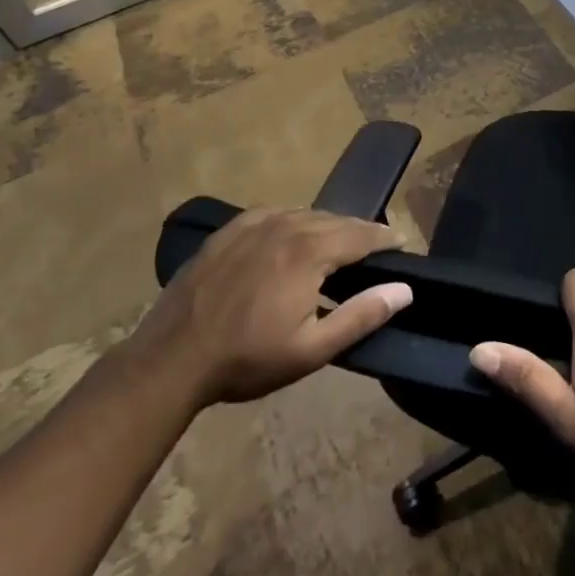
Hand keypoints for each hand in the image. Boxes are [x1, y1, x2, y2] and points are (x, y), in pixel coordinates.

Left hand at [130, 208, 412, 408]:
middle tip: (376, 247)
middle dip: (360, 232)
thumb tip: (404, 290)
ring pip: (306, 215)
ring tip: (339, 244)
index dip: (386, 238)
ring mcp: (253, 224)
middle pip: (336, 220)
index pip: (362, 234)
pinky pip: (274, 214)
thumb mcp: (312, 349)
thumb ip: (362, 315)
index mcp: (309, 251)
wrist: (170, 360)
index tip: (402, 243)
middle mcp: (286, 225)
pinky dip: (294, 222)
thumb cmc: (247, 359)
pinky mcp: (229, 231)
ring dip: (328, 226)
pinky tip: (292, 237)